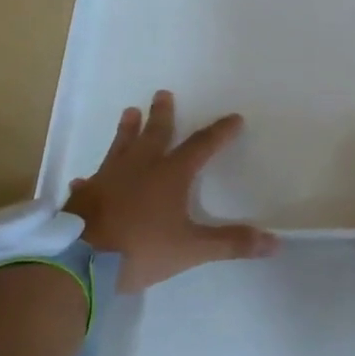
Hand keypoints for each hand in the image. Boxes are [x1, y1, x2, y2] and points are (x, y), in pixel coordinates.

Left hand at [65, 90, 278, 291]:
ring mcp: (109, 178)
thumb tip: (274, 242)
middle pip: (155, 134)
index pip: (201, 146)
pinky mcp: (85, 195)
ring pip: (121, 146)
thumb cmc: (141, 249)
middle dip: (162, 114)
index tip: (233, 118)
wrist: (80, 261)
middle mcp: (140, 168)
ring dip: (127, 130)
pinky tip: (85, 178)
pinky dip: (94, 177)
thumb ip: (231, 243)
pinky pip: (92, 180)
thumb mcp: (192, 249)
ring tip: (129, 112)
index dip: (219, 133)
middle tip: (162, 94)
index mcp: (170, 175)